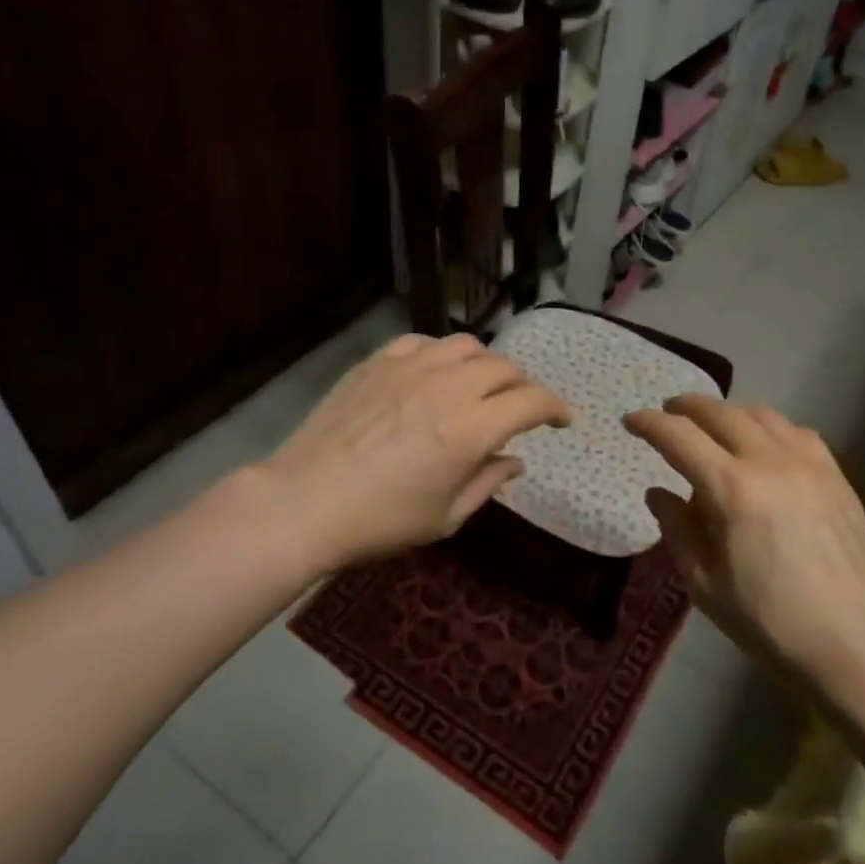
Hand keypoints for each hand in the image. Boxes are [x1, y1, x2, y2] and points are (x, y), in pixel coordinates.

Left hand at [267, 332, 570, 571]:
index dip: (555, 408)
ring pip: (467, 346)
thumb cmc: (381, 521)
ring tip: (478, 387)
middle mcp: (449, 387)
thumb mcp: (446, 516)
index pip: (532, 401)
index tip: (561, 421)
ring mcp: (411, 367)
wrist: (304, 502)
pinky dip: (441, 355)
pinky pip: (424, 342)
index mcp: (472, 429)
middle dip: (522, 387)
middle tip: (518, 410)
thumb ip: (488, 482)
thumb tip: (515, 461)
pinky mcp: (378, 362)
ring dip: (484, 365)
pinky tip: (433, 375)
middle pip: (505, 368)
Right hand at [625, 395, 864, 685]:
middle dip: (686, 407)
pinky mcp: (836, 475)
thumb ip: (678, 530)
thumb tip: (658, 492)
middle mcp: (770, 461)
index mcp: (731, 489)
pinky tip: (766, 446)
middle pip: (720, 413)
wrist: (857, 643)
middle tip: (668, 413)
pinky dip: (769, 427)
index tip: (630, 421)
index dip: (649, 424)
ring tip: (713, 425)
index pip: (678, 437)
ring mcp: (809, 463)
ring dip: (728, 412)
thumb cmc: (771, 622)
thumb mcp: (706, 585)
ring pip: (761, 414)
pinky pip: (796, 432)